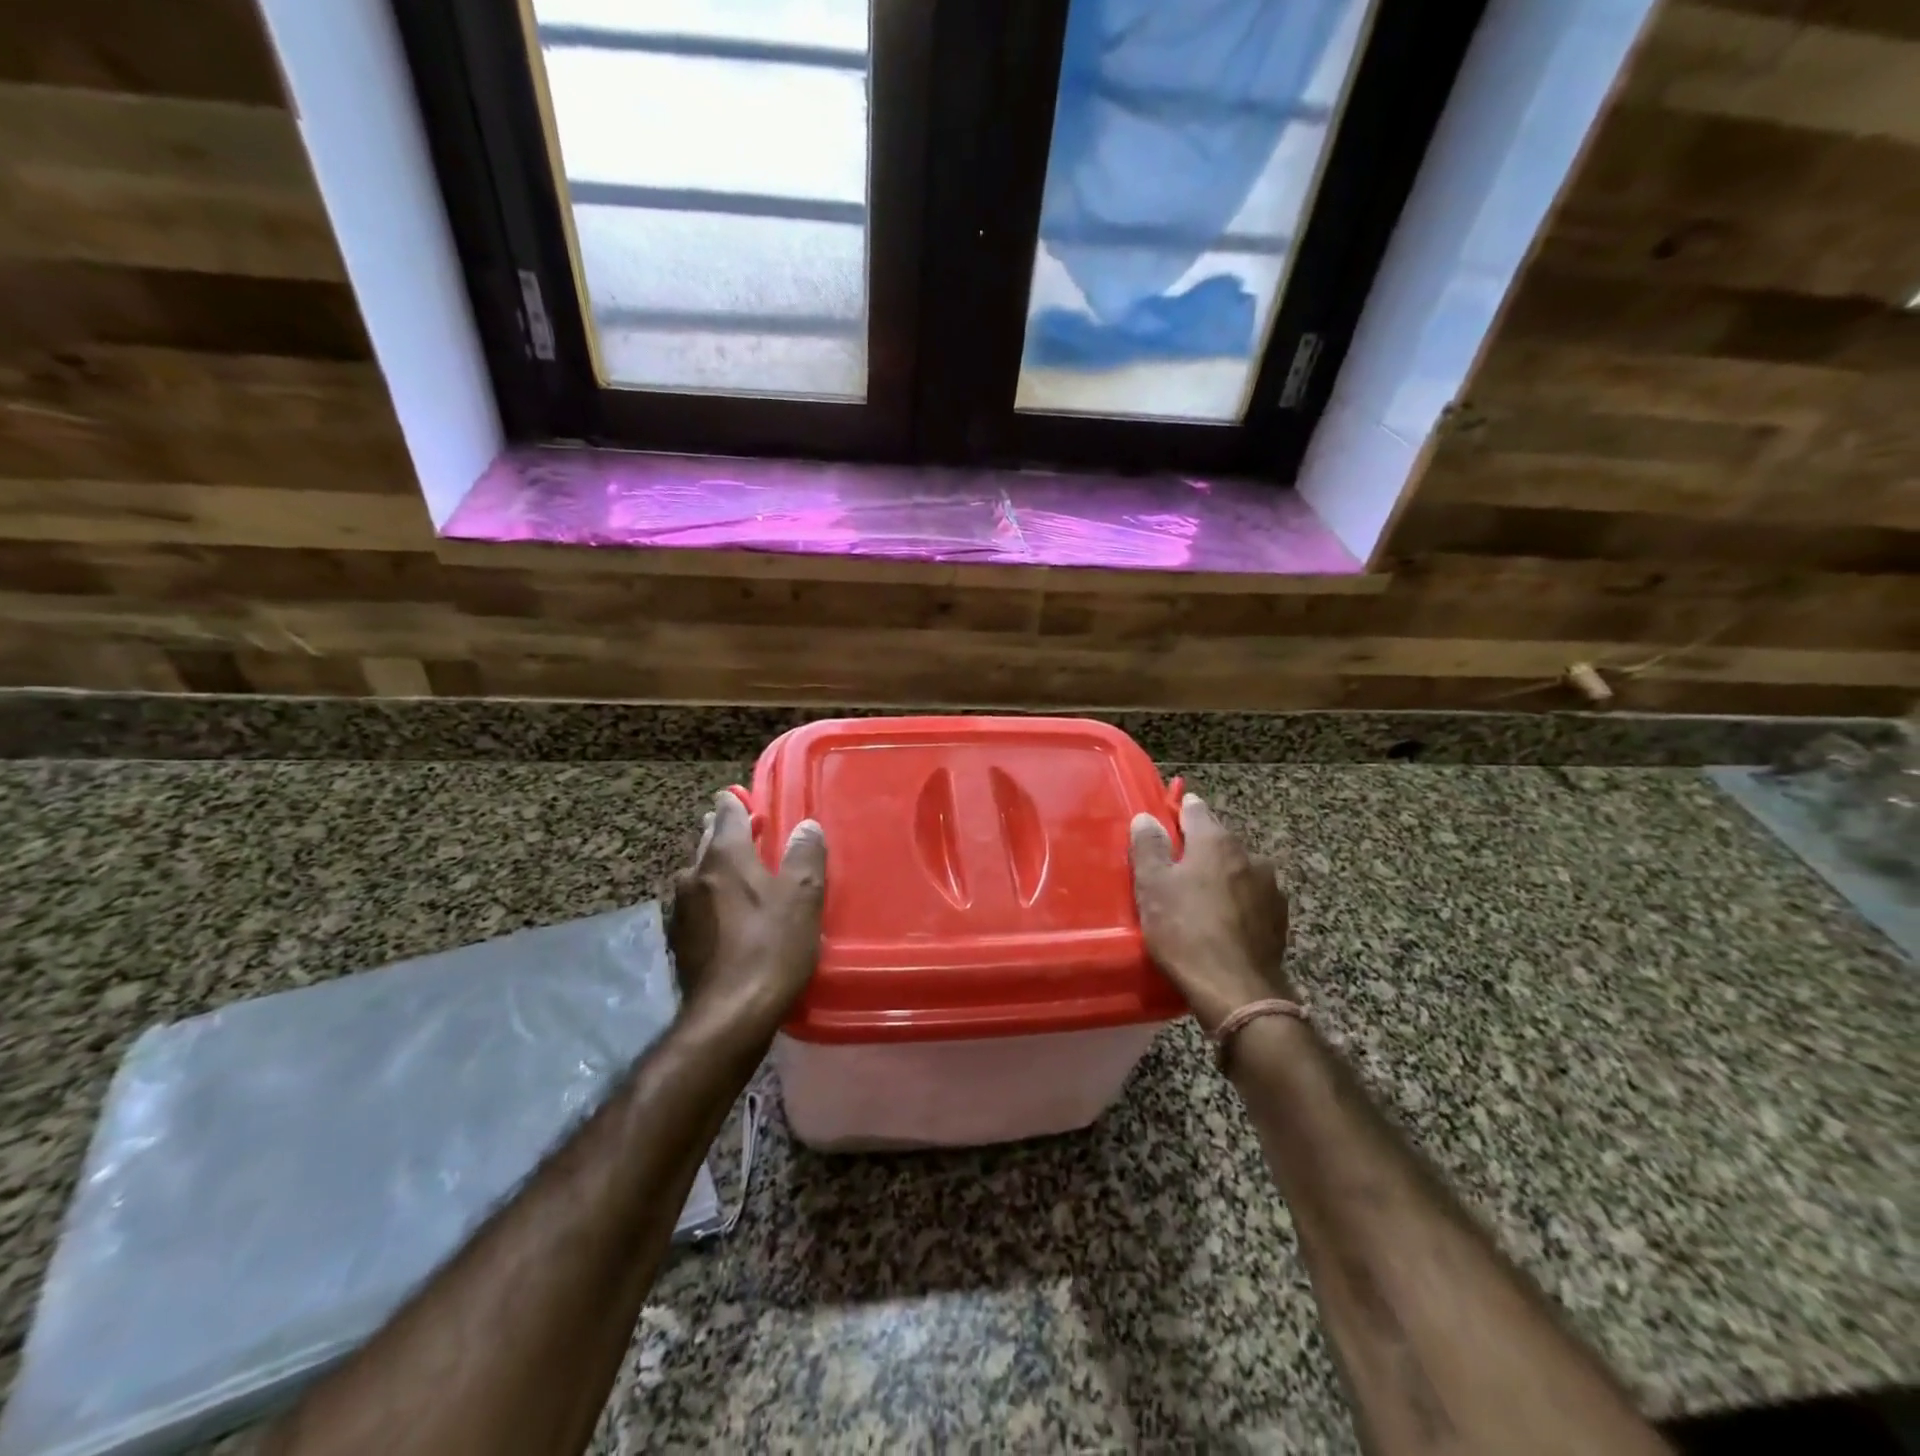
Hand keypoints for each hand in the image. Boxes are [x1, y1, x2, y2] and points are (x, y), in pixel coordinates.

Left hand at [667, 790, 825, 1032]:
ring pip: (699, 874)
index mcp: (724, 855)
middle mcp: (694, 873)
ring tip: (743, 879)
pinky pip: (696, 904)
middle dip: (727, 834)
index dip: (738, 802)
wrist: (729, 1015)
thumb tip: (807, 825)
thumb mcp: (803, 897)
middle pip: (708, 840)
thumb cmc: (771, 947)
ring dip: (718, 870)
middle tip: (754, 837)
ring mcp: (680, 908)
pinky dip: (712, 900)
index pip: (725, 811)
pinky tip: (730, 918)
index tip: (750, 803)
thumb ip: (805, 855)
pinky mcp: (678, 940)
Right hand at [1130, 794, 1293, 1033]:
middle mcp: (1249, 854)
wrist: (1238, 991)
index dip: (1177, 813)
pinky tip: (1222, 923)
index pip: (1195, 809)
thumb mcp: (1153, 888)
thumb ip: (1148, 847)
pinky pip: (1251, 898)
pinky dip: (1236, 902)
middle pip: (1217, 840)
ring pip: (1237, 870)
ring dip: (1220, 877)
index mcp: (1216, 841)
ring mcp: (1270, 886)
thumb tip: (1147, 817)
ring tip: (1199, 901)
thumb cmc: (1186, 932)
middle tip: (1173, 870)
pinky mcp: (1280, 918)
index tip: (1164, 823)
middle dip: (1197, 849)